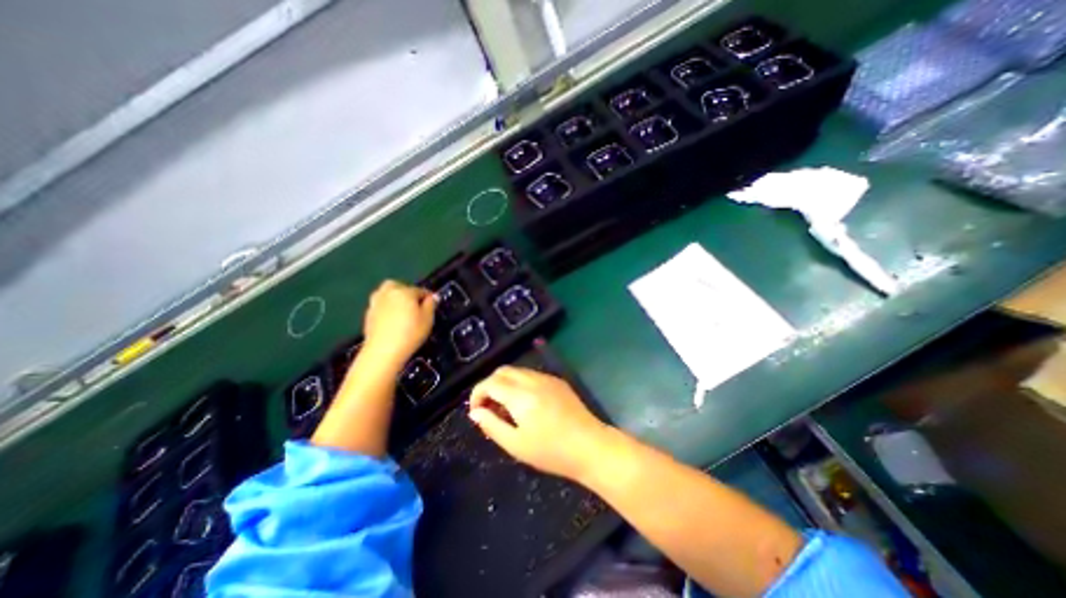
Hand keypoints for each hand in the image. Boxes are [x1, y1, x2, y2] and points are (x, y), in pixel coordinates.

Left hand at [364, 278, 435, 364]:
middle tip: (414, 305)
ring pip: (386, 294)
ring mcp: (375, 303)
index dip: (428, 297)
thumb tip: (432, 297)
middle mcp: (388, 293)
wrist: (383, 351)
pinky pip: (380, 306)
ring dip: (394, 299)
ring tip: (402, 313)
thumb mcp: (428, 319)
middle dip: (406, 292)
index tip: (432, 305)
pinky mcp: (368, 314)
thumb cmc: (410, 334)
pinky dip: (386, 309)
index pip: (420, 290)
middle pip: (398, 286)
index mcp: (404, 291)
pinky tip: (392, 322)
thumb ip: (431, 305)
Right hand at [470, 365, 610, 480]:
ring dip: (505, 384)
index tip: (476, 411)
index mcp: (521, 396)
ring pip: (517, 371)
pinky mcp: (557, 381)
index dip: (477, 394)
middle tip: (489, 408)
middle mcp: (533, 380)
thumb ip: (492, 425)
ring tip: (507, 408)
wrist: (590, 446)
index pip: (490, 383)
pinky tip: (525, 403)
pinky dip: (520, 384)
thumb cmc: (551, 451)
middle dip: (490, 386)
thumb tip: (475, 412)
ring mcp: (547, 378)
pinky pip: (531, 375)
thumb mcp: (516, 444)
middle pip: (502, 371)